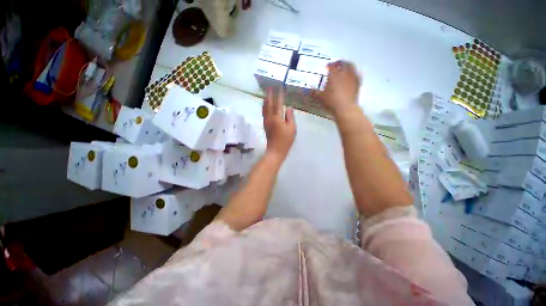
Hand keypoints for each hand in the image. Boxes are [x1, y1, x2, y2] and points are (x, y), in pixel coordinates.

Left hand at [262, 88, 295, 163]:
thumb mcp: (292, 128)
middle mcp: (270, 118)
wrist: (275, 150)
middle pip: (269, 104)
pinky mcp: (265, 125)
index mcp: (277, 118)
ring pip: (265, 108)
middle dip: (270, 95)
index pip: (278, 103)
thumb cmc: (286, 140)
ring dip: (266, 100)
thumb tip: (288, 107)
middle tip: (270, 87)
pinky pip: (264, 113)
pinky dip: (264, 107)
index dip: (279, 95)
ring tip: (266, 94)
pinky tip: (265, 105)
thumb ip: (290, 117)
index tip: (280, 87)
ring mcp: (266, 122)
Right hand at [313, 61, 360, 116]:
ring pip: (352, 67)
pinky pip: (356, 76)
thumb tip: (310, 90)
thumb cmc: (331, 102)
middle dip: (340, 63)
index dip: (329, 65)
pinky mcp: (357, 85)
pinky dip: (353, 74)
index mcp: (334, 75)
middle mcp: (344, 74)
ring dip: (348, 66)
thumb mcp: (320, 98)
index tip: (327, 66)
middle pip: (343, 63)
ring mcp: (352, 78)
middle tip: (337, 64)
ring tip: (345, 69)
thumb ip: (314, 93)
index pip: (332, 66)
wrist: (345, 109)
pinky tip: (351, 78)